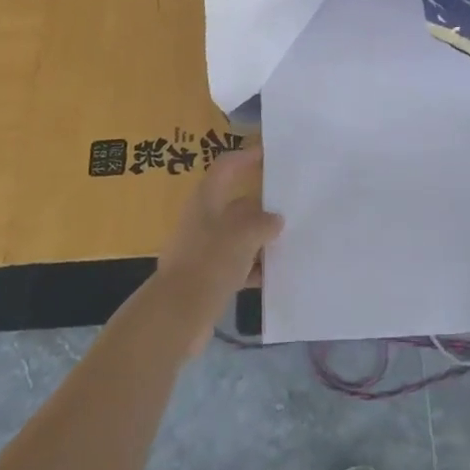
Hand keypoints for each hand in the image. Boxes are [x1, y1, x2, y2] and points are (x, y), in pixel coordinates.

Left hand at [152, 146, 280, 354]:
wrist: (177, 316)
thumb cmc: (210, 262)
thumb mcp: (244, 234)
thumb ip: (263, 223)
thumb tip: (275, 220)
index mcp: (206, 200)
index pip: (227, 167)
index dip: (246, 157)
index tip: (269, 154)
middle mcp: (202, 220)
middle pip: (236, 204)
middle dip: (262, 205)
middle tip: (292, 205)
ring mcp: (203, 250)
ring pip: (238, 236)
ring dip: (260, 239)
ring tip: (290, 240)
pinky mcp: (206, 278)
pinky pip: (236, 265)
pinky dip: (253, 268)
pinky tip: (275, 275)